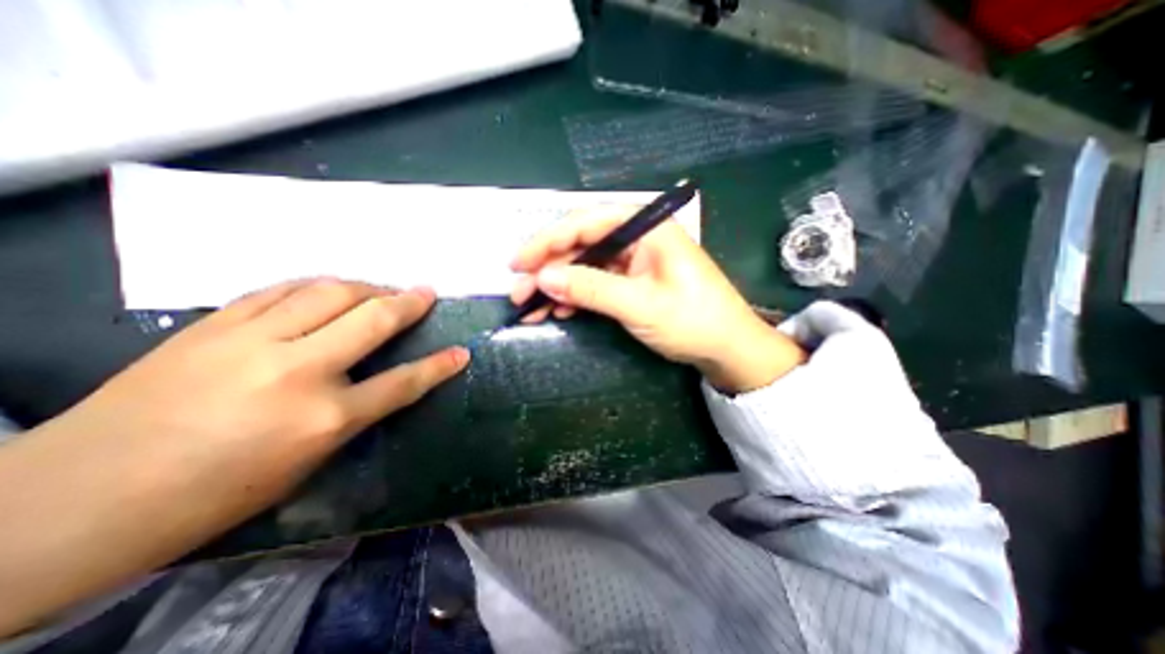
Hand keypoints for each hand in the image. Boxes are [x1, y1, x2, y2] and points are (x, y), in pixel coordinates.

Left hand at [66, 278, 466, 513]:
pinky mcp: (213, 325)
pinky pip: (281, 290)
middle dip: (408, 303)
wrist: (74, 500)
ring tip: (382, 288)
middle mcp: (298, 371)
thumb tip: (381, 382)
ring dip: (366, 286)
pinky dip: (315, 285)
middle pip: (372, 320)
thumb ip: (351, 415)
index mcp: (324, 419)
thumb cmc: (215, 493)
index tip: (462, 352)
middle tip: (426, 292)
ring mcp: (252, 342)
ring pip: (329, 293)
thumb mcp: (306, 463)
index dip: (439, 366)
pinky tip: (327, 287)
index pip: (403, 383)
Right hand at [515, 204, 806, 391]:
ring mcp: (633, 261)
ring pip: (584, 266)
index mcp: (646, 228)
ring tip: (531, 308)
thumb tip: (544, 277)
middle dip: (547, 269)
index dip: (546, 241)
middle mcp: (637, 238)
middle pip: (581, 245)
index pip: (585, 223)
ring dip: (557, 286)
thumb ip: (591, 289)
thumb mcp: (640, 305)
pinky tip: (558, 310)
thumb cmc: (692, 321)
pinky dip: (574, 296)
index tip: (517, 263)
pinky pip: (595, 282)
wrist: (726, 348)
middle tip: (518, 293)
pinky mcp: (632, 281)